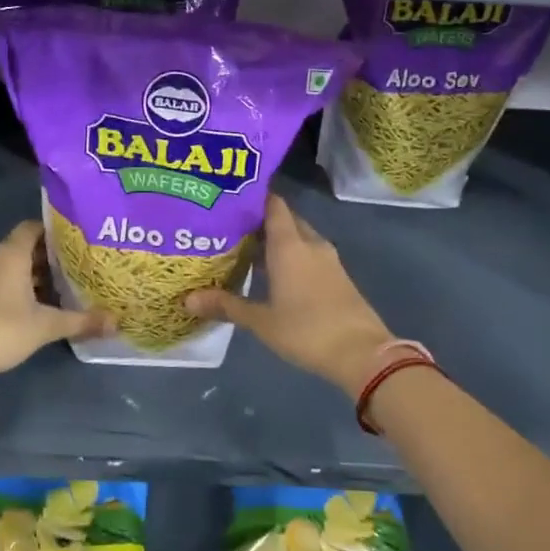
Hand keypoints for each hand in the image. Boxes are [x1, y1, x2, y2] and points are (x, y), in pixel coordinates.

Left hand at [0, 222, 108, 387]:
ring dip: (29, 277)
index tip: (75, 241)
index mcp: (10, 254)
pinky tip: (31, 309)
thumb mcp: (47, 326)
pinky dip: (13, 290)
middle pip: (22, 248)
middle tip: (74, 268)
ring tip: (57, 290)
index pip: (32, 227)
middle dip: (46, 258)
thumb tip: (116, 322)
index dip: (53, 231)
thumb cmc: (1, 329)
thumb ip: (81, 321)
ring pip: (8, 268)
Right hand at [187, 195, 391, 395]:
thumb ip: (226, 305)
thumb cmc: (307, 330)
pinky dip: (292, 256)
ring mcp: (328, 259)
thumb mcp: (261, 321)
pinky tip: (274, 274)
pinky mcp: (338, 276)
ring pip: (299, 238)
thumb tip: (188, 299)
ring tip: (247, 249)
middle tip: (231, 227)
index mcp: (290, 244)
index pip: (273, 204)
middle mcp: (310, 243)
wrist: (362, 353)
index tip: (230, 198)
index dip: (254, 197)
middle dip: (262, 221)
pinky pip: (310, 255)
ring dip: (278, 241)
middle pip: (286, 220)